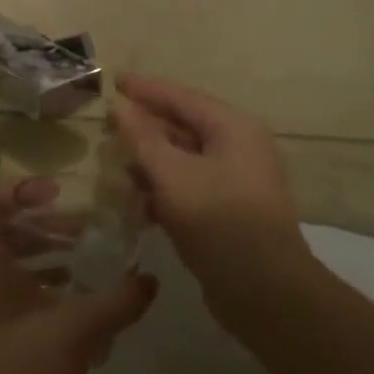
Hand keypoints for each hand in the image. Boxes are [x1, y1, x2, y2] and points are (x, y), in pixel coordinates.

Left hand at [0, 179, 157, 373]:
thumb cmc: (16, 370)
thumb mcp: (75, 329)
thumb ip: (117, 302)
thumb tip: (150, 280)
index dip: (24, 189)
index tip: (62, 193)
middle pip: (4, 235)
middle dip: (46, 229)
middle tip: (87, 232)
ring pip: (10, 275)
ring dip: (48, 265)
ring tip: (90, 269)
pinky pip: (15, 311)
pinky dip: (45, 304)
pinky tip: (84, 321)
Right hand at [108, 74, 313, 328]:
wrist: (266, 293)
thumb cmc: (219, 222)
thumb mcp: (173, 175)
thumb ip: (142, 138)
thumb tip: (119, 105)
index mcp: (233, 128)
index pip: (181, 97)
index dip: (145, 89)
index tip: (114, 80)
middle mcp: (238, 147)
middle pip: (183, 127)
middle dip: (144, 130)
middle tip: (107, 127)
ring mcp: (235, 181)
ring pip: (183, 161)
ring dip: (149, 165)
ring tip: (114, 171)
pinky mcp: (228, 211)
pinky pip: (189, 188)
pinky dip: (163, 192)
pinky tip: (136, 206)